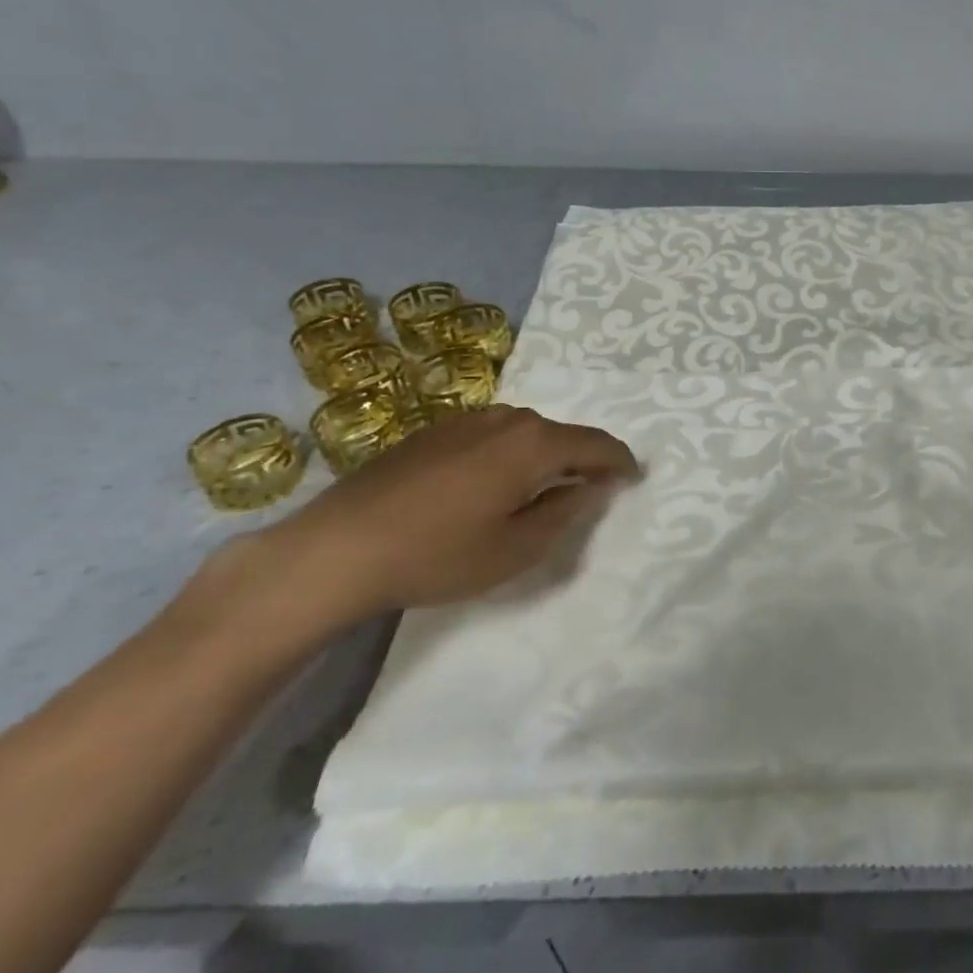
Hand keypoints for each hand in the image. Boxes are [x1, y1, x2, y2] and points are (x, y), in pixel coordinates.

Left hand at [185, 406, 638, 644]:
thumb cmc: (437, 554)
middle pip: (561, 435)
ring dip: (544, 456)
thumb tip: (590, 487)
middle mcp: (507, 419)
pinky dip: (509, 454)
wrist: (337, 548)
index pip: (596, 445)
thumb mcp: (516, 549)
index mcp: (534, 443)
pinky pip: (493, 435)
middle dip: (582, 460)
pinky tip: (491, 485)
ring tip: (542, 489)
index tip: (635, 477)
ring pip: (526, 433)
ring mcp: (468, 420)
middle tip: (591, 490)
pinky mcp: (435, 430)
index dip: (621, 461)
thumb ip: (564, 513)